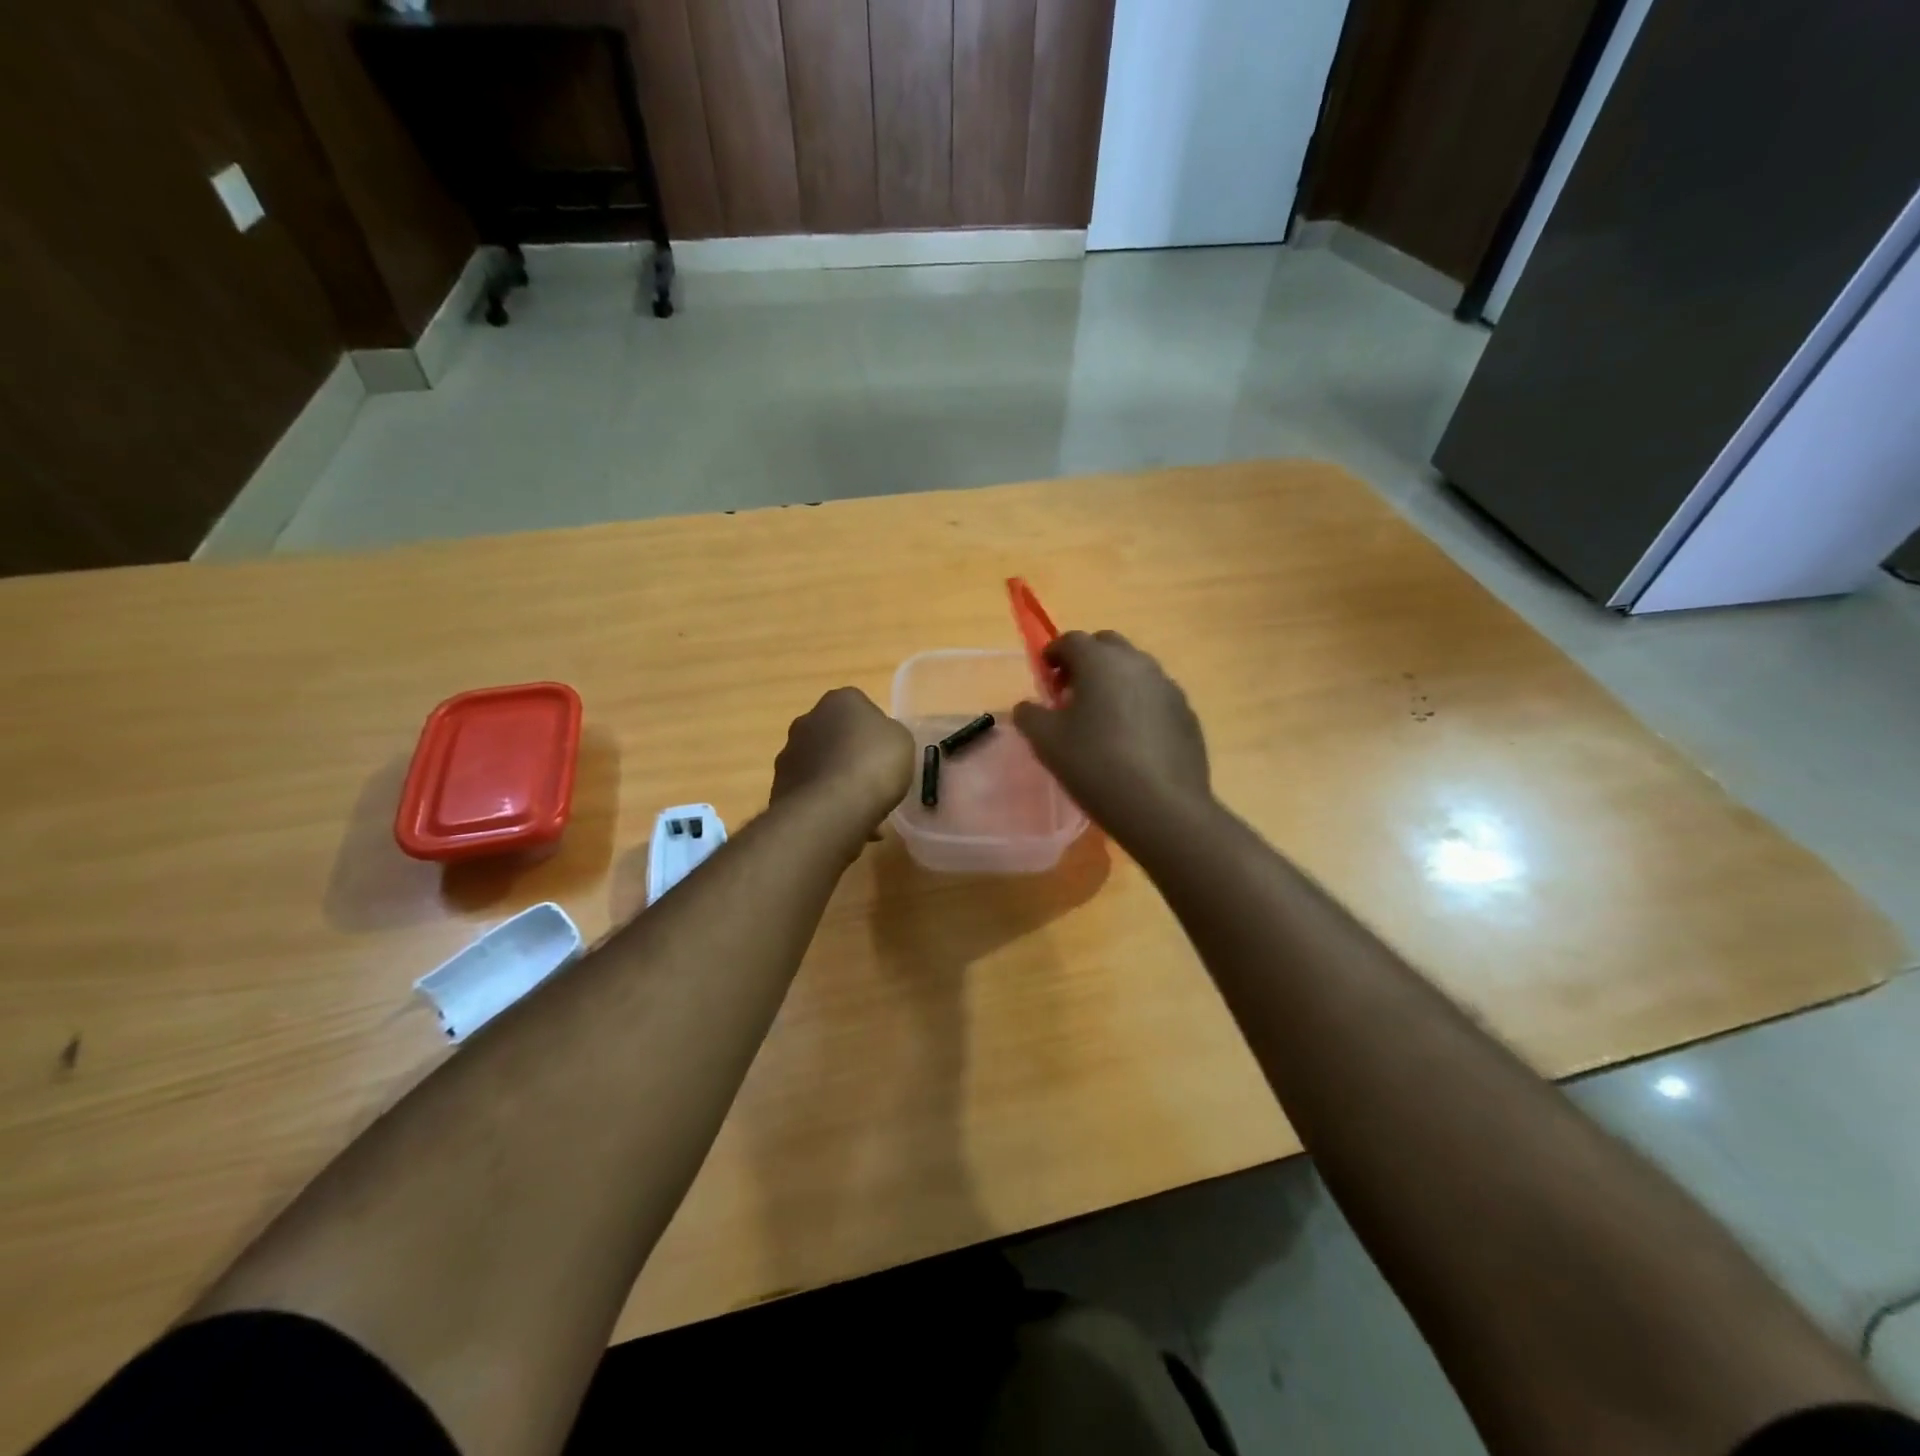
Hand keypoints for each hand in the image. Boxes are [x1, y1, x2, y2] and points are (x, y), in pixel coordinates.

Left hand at [770, 687, 914, 840]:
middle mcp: (808, 720)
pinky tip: (843, 821)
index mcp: (840, 700)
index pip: (860, 707)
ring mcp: (789, 754)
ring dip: (835, 780)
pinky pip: (810, 792)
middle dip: (849, 753)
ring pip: (820, 765)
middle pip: (834, 734)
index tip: (886, 752)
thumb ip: (889, 734)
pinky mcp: (779, 786)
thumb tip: (877, 740)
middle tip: (871, 778)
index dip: (874, 731)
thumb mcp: (902, 741)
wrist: (832, 808)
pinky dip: (824, 802)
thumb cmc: (874, 764)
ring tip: (859, 808)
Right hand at [1012, 631, 1210, 836]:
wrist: (1162, 806)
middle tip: (1072, 693)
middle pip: (1108, 645)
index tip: (1045, 678)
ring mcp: (1168, 687)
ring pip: (1135, 670)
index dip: (1053, 655)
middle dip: (1087, 660)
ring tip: (1102, 718)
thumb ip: (1030, 715)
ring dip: (1115, 682)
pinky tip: (1132, 740)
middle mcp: (1138, 663)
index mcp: (1100, 662)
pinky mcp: (1186, 713)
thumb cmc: (1095, 765)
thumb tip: (1028, 706)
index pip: (1071, 640)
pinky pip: (1156, 697)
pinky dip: (1139, 705)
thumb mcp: (1046, 742)